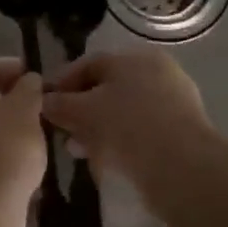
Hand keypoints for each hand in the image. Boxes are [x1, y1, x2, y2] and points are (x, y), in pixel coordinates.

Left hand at [0, 58, 45, 205]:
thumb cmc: (4, 147)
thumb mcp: (26, 110)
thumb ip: (29, 89)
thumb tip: (28, 80)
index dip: (13, 69)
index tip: (37, 78)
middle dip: (6, 99)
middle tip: (36, 106)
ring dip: (0, 126)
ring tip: (31, 134)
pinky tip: (16, 159)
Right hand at [42, 51, 215, 212]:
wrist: (183, 168)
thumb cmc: (128, 126)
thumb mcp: (84, 112)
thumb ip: (60, 104)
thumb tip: (44, 101)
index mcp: (135, 58)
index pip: (89, 64)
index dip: (62, 83)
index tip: (43, 104)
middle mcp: (157, 73)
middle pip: (107, 89)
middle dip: (79, 111)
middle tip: (60, 132)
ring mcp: (173, 103)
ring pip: (123, 112)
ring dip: (97, 129)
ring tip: (78, 151)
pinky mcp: (182, 133)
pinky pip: (140, 131)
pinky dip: (120, 142)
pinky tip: (105, 161)